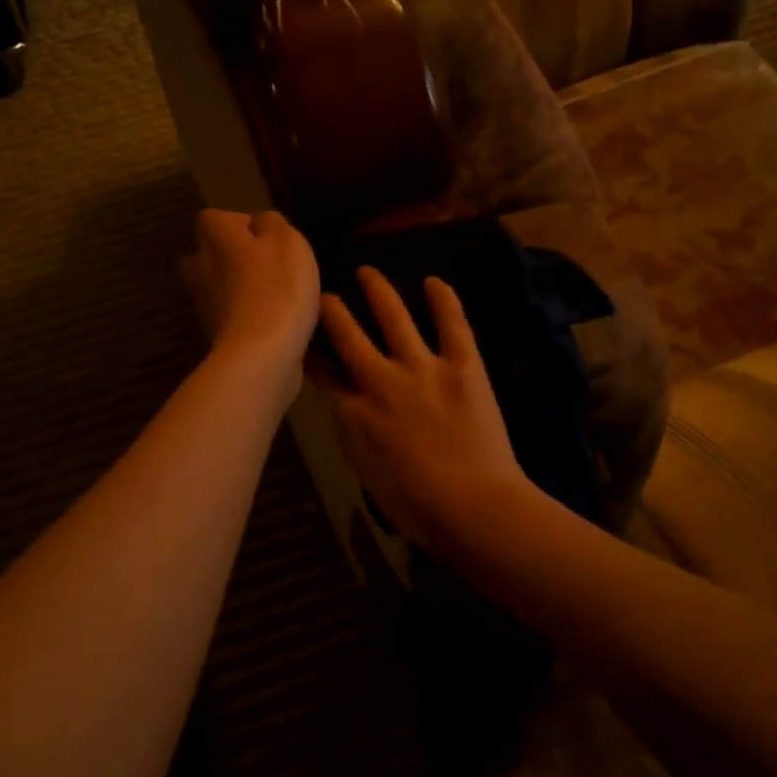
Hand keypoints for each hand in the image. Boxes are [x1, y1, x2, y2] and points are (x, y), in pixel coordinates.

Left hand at [179, 209, 320, 377]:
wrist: (261, 356)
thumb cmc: (278, 288)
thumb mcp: (288, 241)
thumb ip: (272, 224)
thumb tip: (259, 223)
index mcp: (214, 238)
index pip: (213, 218)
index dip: (239, 223)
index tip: (267, 238)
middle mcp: (200, 268)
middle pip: (208, 254)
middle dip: (231, 257)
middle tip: (265, 265)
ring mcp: (204, 305)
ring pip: (218, 287)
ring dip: (240, 289)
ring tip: (276, 296)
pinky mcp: (216, 336)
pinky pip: (230, 316)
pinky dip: (247, 316)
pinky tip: (275, 323)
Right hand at [314, 267, 532, 549]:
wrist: (473, 506)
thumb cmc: (415, 505)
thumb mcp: (366, 471)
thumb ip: (352, 432)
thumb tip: (345, 406)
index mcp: (353, 413)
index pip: (323, 374)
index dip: (311, 353)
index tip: (303, 338)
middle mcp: (380, 381)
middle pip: (348, 336)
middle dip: (332, 311)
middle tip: (324, 294)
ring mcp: (422, 368)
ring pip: (394, 318)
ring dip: (378, 292)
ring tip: (367, 271)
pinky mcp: (463, 366)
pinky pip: (452, 325)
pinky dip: (444, 301)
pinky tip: (434, 281)